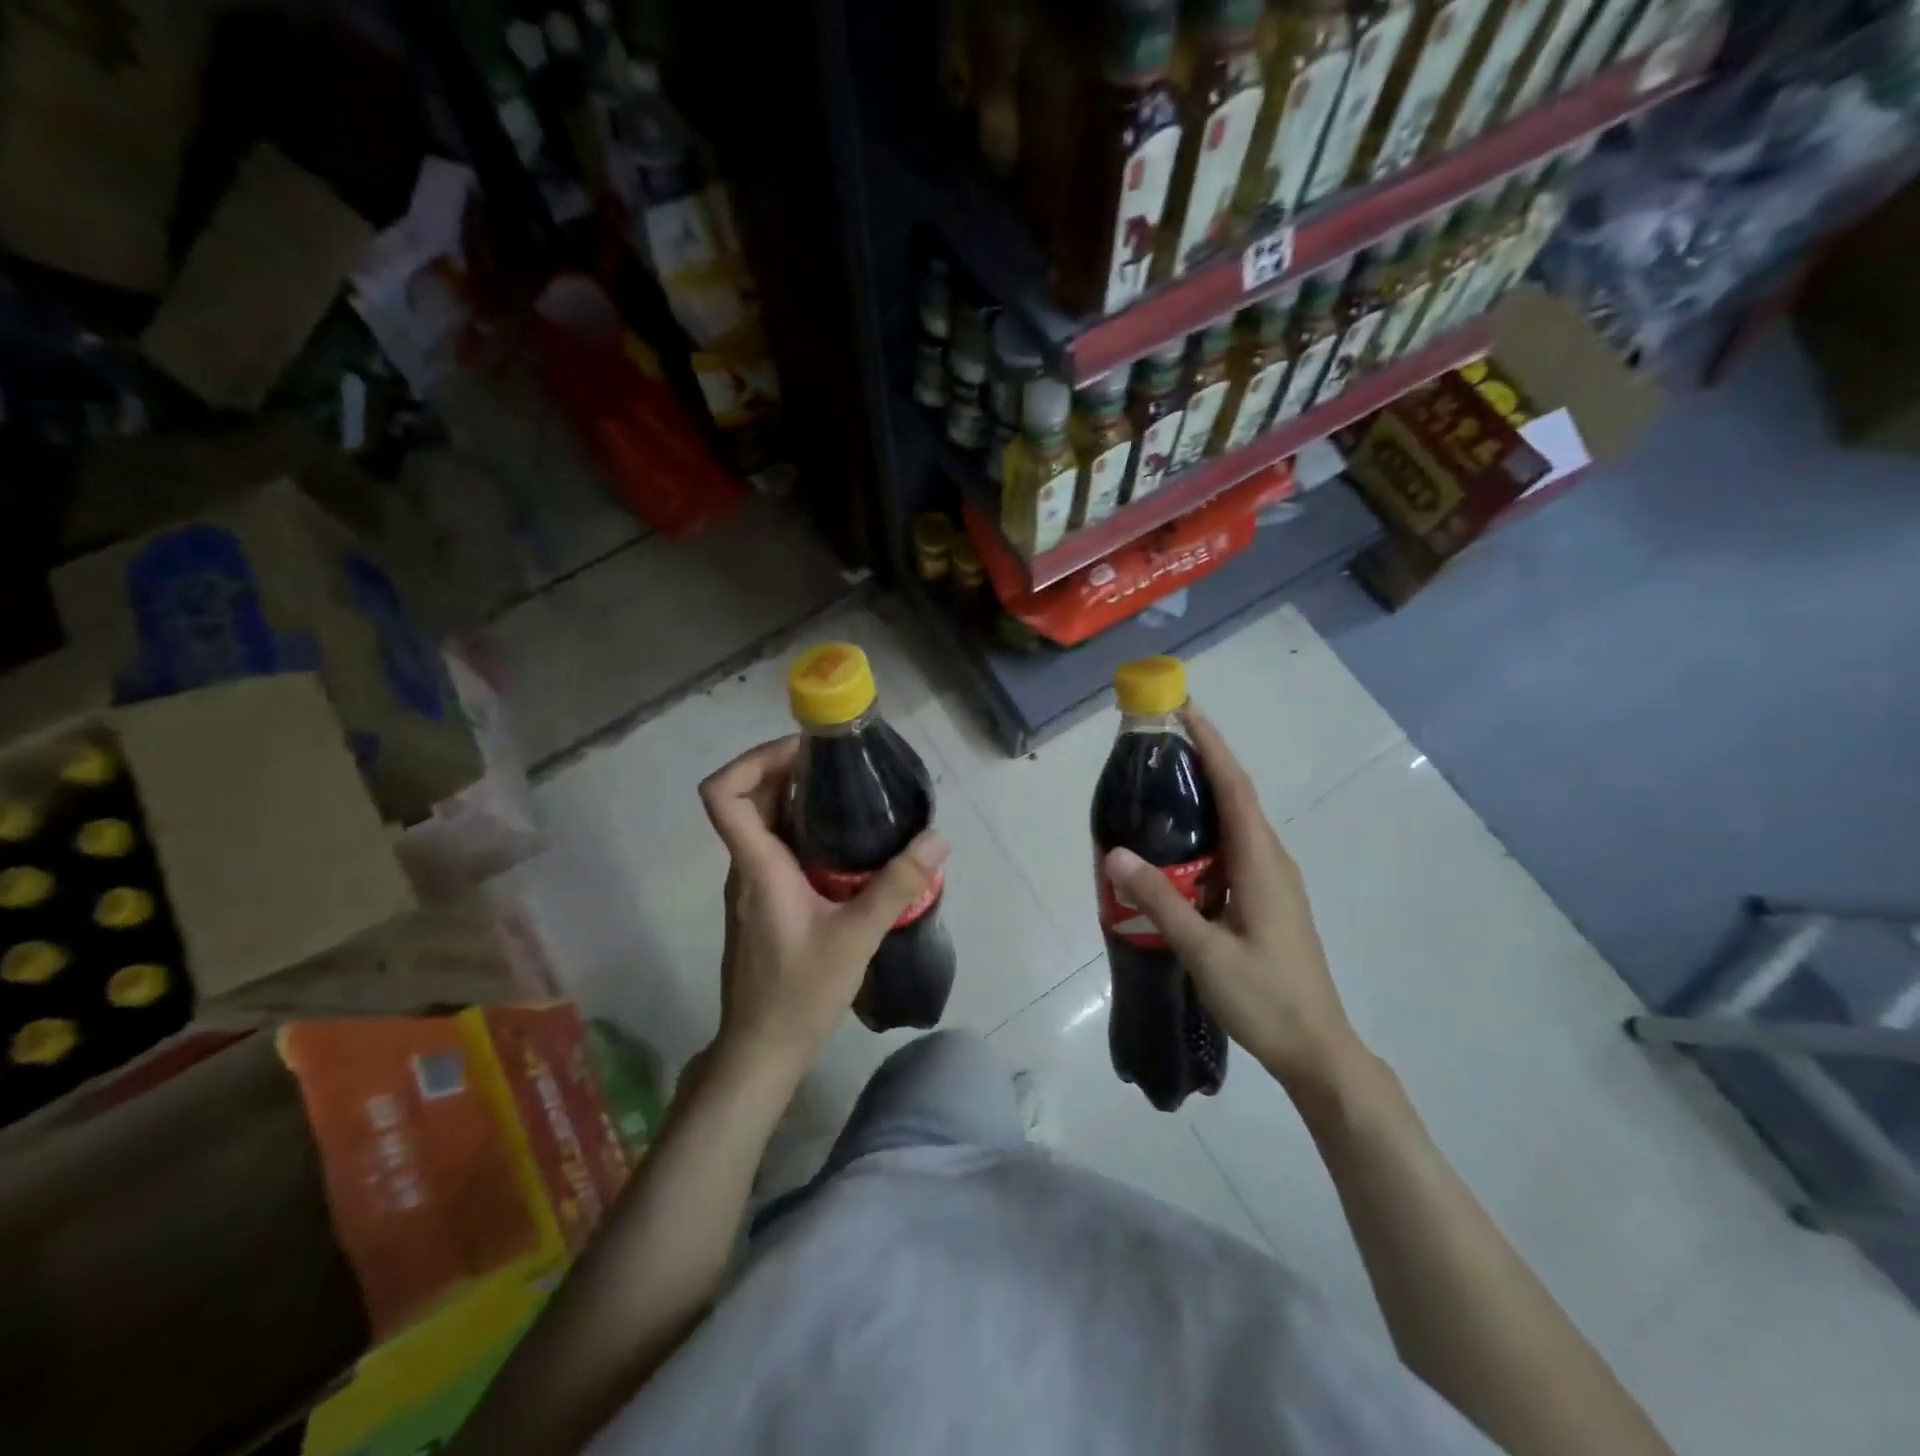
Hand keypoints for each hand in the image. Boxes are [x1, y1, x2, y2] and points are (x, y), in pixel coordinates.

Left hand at [700, 737, 949, 1072]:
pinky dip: (800, 827)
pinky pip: (773, 846)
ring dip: (793, 796)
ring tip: (847, 791)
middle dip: (783, 769)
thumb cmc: (800, 992)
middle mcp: (746, 867)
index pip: (722, 795)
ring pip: (760, 822)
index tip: (803, 752)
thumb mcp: (856, 937)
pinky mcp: (763, 900)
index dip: (751, 759)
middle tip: (837, 763)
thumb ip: (897, 886)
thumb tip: (936, 837)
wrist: (763, 1047)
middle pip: (745, 798)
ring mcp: (751, 885)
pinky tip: (844, 841)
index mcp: (757, 866)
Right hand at [1101, 709, 1364, 1095]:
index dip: (1211, 745)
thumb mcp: (1204, 951)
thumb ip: (1159, 900)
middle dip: (1202, 762)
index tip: (1184, 710)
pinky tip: (1176, 851)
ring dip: (1204, 798)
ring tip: (1159, 789)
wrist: (1317, 1049)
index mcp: (1261, 862)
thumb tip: (1113, 852)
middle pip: (1236, 797)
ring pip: (1236, 824)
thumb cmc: (1265, 998)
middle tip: (1156, 747)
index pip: (1235, 787)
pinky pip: (1234, 850)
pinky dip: (1206, 834)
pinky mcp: (1268, 900)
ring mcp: (1274, 881)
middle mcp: (1272, 860)